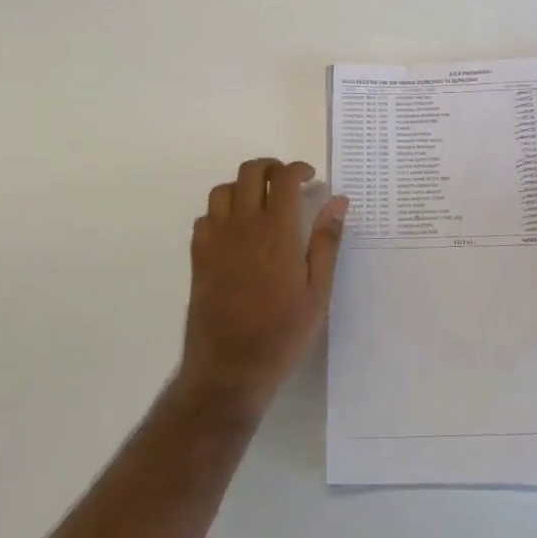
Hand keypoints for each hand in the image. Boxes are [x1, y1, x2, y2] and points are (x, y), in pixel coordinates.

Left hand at [181, 158, 348, 415]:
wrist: (229, 370)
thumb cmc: (283, 333)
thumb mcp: (318, 291)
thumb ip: (326, 242)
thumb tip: (338, 201)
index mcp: (276, 232)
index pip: (283, 178)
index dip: (298, 168)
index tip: (311, 176)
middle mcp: (242, 227)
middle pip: (249, 172)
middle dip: (271, 167)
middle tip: (288, 182)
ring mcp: (215, 241)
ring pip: (223, 190)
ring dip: (244, 186)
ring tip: (262, 202)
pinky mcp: (198, 257)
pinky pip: (205, 217)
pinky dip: (222, 212)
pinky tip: (236, 230)